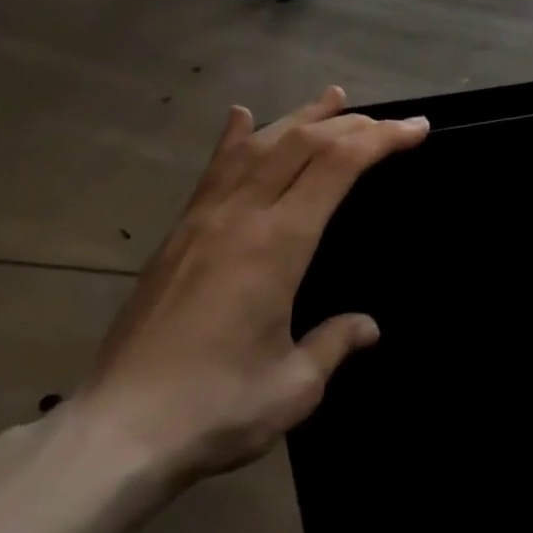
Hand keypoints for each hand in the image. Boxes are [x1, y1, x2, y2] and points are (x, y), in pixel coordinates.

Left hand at [74, 86, 427, 485]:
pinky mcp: (178, 234)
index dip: (381, 139)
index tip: (417, 128)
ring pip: (260, 146)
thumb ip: (335, 345)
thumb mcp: (294, 387)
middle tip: (390, 122)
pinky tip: (242, 116)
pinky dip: (235, 138)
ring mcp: (204, 220)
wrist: (114, 434)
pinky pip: (214, 170)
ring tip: (335, 97)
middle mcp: (241, 216)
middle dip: (353, 124)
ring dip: (302, 117)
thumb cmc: (215, 408)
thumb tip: (367, 326)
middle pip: (303, 144)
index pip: (338, 166)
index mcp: (278, 243)